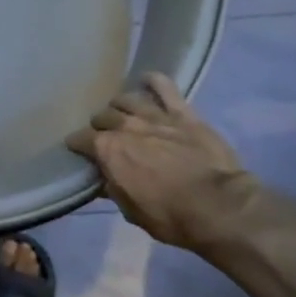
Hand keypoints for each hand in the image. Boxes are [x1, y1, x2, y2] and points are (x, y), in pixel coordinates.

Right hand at [67, 73, 295, 264]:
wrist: (218, 206)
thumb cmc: (170, 216)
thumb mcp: (131, 210)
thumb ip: (113, 188)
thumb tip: (103, 179)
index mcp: (108, 151)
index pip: (81, 139)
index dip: (77, 144)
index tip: (77, 149)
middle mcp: (126, 127)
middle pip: (103, 115)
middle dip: (100, 125)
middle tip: (104, 134)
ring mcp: (155, 116)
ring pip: (127, 99)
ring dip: (120, 106)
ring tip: (123, 113)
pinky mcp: (182, 113)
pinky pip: (164, 87)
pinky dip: (153, 81)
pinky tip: (146, 80)